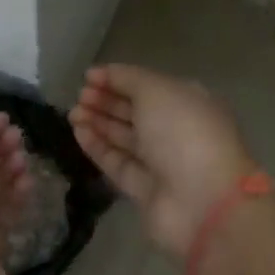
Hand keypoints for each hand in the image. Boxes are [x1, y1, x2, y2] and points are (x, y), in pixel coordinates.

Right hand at [72, 64, 256, 261]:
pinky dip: (98, 147)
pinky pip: (118, 163)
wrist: (202, 201)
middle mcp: (176, 130)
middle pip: (135, 111)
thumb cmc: (183, 132)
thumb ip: (128, 78)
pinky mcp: (145, 191)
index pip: (148, 86)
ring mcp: (162, 163)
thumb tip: (103, 74)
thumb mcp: (157, 91)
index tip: (88, 77)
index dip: (118, 79)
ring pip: (124, 137)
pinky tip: (78, 133)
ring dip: (98, 122)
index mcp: (188, 102)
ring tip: (72, 113)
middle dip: (106, 101)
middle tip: (79, 96)